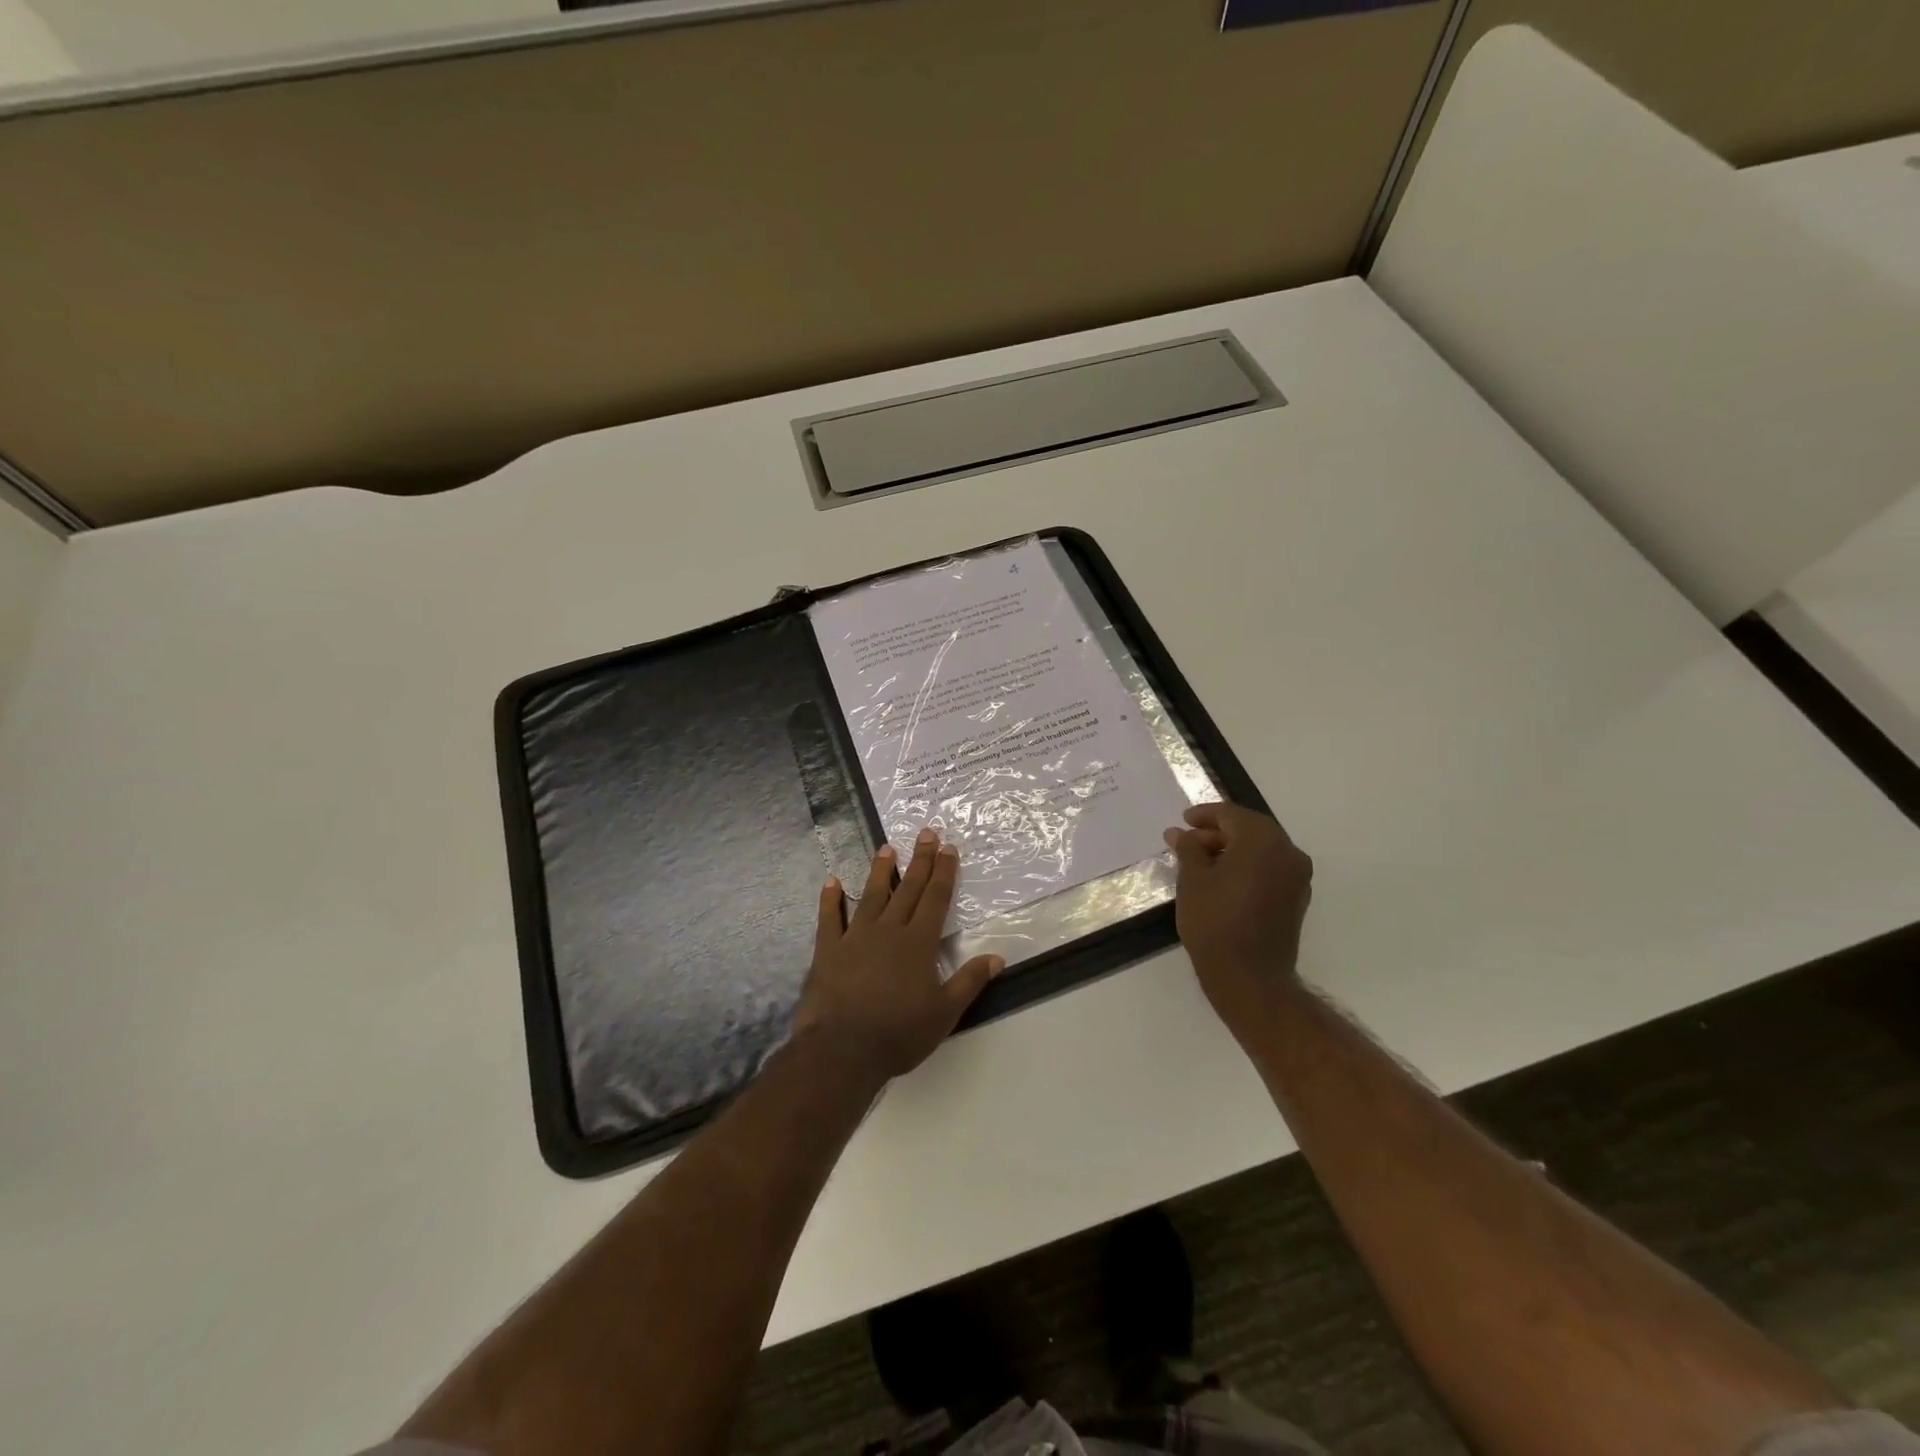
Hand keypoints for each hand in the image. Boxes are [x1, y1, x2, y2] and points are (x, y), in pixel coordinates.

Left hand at [792, 831, 1004, 1082]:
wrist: (842, 1050)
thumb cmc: (899, 1033)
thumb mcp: (944, 1013)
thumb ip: (969, 981)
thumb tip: (997, 957)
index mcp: (918, 943)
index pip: (935, 899)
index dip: (944, 872)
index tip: (949, 848)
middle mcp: (888, 930)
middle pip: (908, 889)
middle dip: (920, 860)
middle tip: (926, 833)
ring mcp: (855, 937)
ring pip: (871, 895)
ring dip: (881, 871)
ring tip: (886, 848)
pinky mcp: (828, 950)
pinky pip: (830, 918)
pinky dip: (831, 899)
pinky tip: (832, 882)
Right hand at [1163, 803, 1313, 1040]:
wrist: (1249, 977)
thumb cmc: (1215, 922)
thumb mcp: (1192, 880)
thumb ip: (1188, 849)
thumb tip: (1180, 833)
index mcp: (1263, 841)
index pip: (1231, 814)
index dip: (1204, 815)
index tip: (1183, 821)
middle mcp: (1288, 852)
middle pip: (1250, 829)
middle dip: (1218, 832)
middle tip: (1189, 841)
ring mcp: (1297, 877)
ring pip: (1262, 849)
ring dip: (1233, 848)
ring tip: (1201, 861)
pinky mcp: (1297, 898)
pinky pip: (1270, 868)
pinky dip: (1247, 865)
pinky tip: (1222, 878)